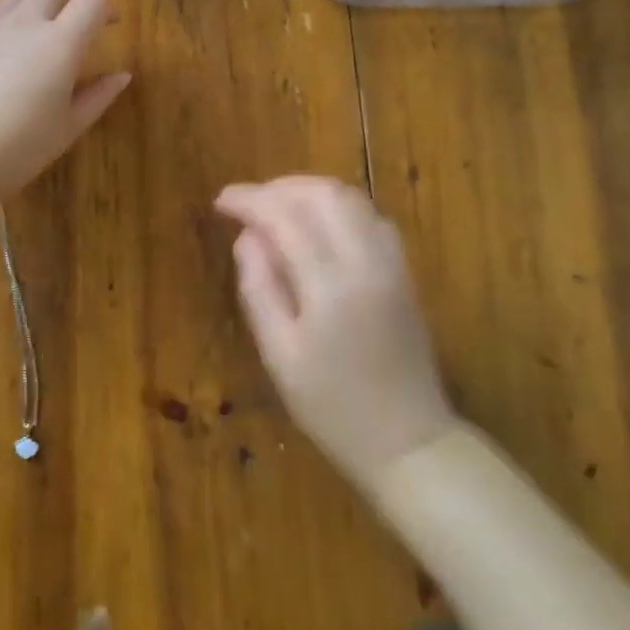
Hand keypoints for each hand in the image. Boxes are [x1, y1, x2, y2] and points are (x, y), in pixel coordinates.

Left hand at [0, 0, 130, 209]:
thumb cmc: (16, 150)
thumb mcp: (67, 129)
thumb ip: (98, 97)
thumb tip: (122, 75)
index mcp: (60, 44)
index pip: (92, 1)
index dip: (106, 8)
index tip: (111, 25)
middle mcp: (24, 24)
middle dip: (67, 2)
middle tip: (70, 33)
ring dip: (32, 9)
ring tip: (32, 42)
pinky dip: (1, 30)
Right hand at [216, 177, 457, 492]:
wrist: (408, 441)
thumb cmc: (332, 407)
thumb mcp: (280, 356)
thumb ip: (260, 288)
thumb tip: (247, 237)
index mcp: (331, 283)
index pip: (285, 216)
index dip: (250, 200)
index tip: (221, 200)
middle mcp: (367, 259)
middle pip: (323, 194)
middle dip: (280, 188)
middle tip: (248, 204)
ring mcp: (392, 262)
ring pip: (350, 198)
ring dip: (309, 192)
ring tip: (276, 209)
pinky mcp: (404, 270)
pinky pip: (370, 215)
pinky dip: (338, 206)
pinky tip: (317, 225)